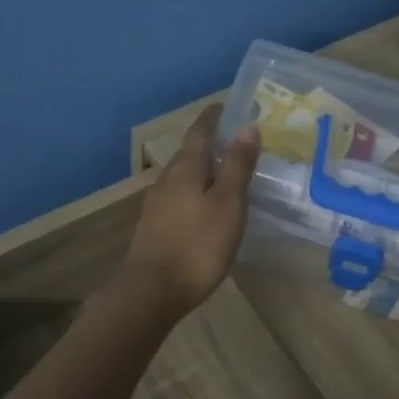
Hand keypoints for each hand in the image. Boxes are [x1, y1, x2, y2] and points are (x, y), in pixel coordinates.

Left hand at [121, 103, 258, 319]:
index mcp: (185, 168)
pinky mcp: (155, 228)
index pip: (200, 132)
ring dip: (203, 170)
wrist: (151, 292)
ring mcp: (157, 205)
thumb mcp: (228, 204)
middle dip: (210, 143)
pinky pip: (179, 199)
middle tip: (235, 140)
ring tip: (225, 173)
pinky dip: (195, 193)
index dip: (214, 117)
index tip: (227, 106)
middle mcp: (166, 180)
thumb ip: (238, 166)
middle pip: (189, 153)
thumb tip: (248, 126)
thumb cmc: (197, 245)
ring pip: (183, 177)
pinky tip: (206, 208)